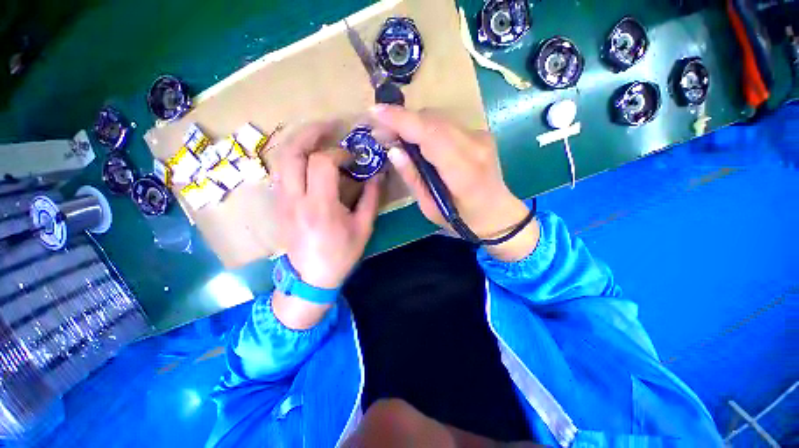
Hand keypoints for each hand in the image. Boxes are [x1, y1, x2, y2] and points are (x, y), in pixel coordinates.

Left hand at [269, 122, 379, 328]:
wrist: (310, 277)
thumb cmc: (341, 255)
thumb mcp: (363, 228)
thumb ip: (371, 198)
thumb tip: (378, 174)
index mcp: (320, 207)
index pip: (322, 163)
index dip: (338, 152)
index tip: (352, 156)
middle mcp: (295, 199)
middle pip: (292, 152)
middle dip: (311, 131)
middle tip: (329, 125)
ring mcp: (281, 200)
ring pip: (280, 157)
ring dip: (298, 139)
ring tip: (317, 133)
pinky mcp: (278, 203)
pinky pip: (279, 169)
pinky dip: (292, 154)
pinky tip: (306, 154)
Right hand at [371, 105, 538, 260]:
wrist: (497, 213)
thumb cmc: (462, 218)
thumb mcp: (430, 208)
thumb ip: (413, 178)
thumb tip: (394, 151)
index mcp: (463, 172)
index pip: (430, 136)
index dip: (401, 121)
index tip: (375, 112)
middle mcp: (475, 147)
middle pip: (433, 120)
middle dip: (402, 120)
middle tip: (380, 131)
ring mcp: (480, 136)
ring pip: (439, 118)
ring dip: (413, 122)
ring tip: (394, 134)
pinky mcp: (480, 133)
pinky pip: (446, 123)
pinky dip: (426, 126)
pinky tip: (416, 138)